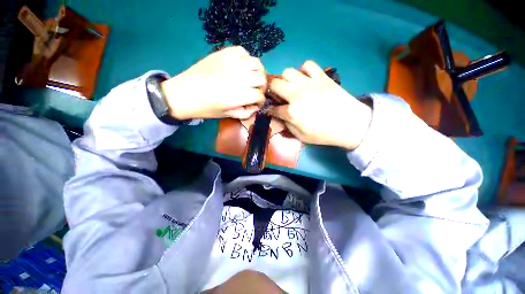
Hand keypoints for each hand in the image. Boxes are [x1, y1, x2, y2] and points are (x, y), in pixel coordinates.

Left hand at [161, 46, 265, 119]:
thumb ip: (245, 112)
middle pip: (262, 78)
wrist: (184, 93)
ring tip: (252, 78)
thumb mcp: (228, 115)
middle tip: (256, 91)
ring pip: (256, 63)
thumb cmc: (206, 108)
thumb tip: (255, 107)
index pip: (259, 96)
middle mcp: (239, 77)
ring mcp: (232, 62)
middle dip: (262, 87)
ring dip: (258, 72)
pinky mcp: (224, 53)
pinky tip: (242, 67)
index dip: (260, 101)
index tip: (256, 104)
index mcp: (239, 95)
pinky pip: (243, 51)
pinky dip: (247, 59)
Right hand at [267, 61, 371, 149]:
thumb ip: (287, 125)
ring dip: (285, 80)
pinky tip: (305, 79)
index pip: (273, 108)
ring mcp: (309, 83)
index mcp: (291, 112)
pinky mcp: (321, 76)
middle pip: (275, 84)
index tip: (270, 110)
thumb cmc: (324, 133)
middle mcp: (296, 94)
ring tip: (290, 87)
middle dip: (272, 90)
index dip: (269, 110)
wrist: (350, 123)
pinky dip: (303, 70)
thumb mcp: (301, 136)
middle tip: (277, 96)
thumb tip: (279, 117)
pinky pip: (307, 65)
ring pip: (288, 71)